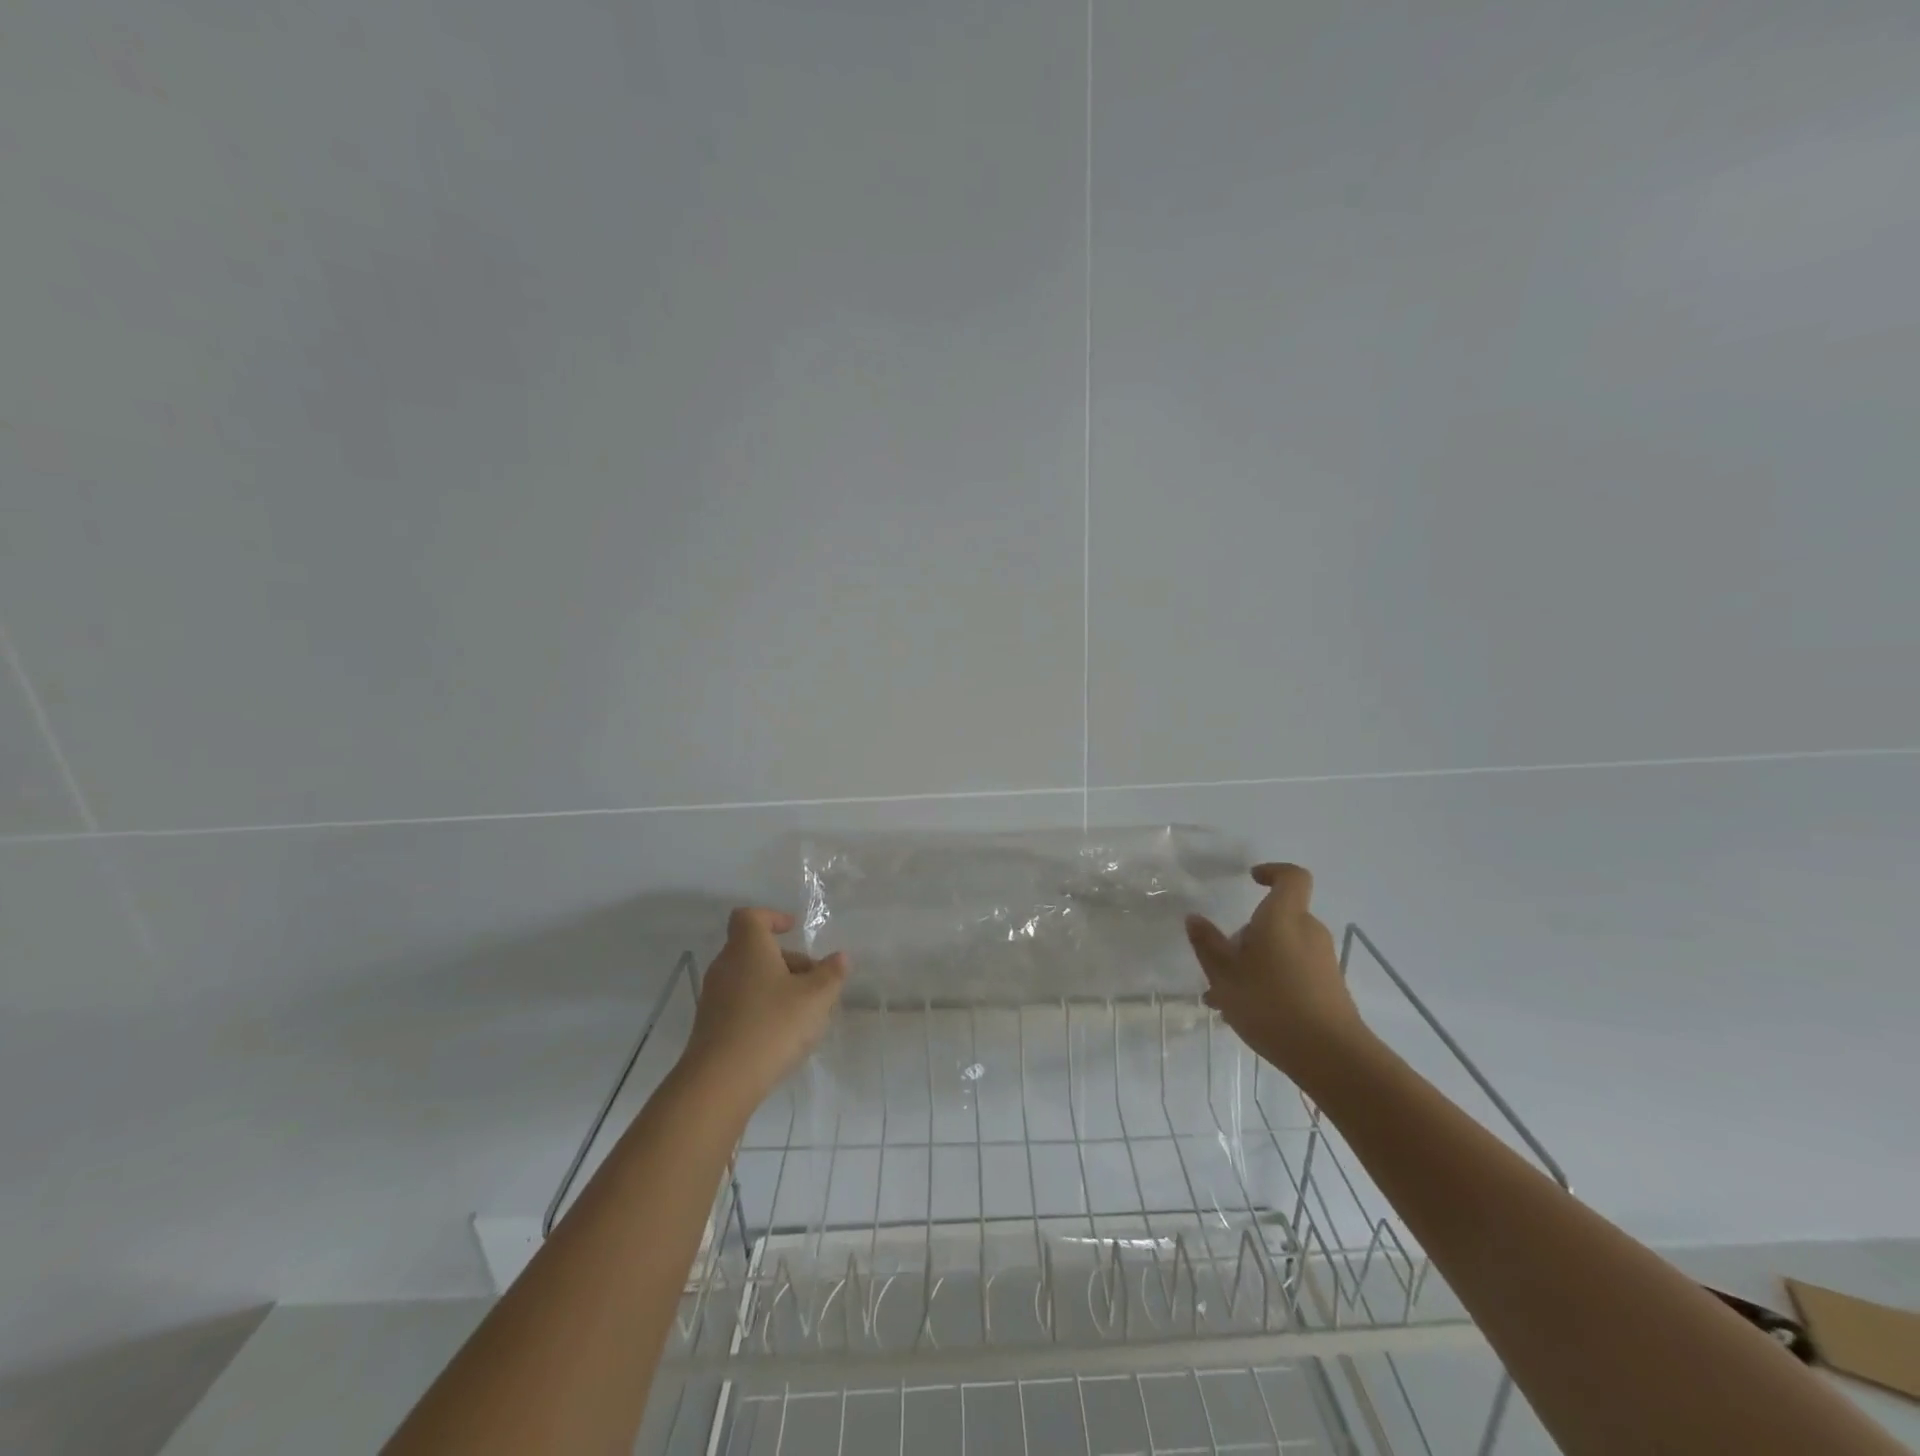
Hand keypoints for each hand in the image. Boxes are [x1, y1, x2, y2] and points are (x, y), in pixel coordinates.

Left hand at [682, 908, 847, 1105]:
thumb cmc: (772, 1026)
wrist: (720, 1082)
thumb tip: (840, 957)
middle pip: (755, 950)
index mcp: (747, 948)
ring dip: (776, 986)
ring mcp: (713, 997)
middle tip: (813, 981)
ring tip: (803, 1011)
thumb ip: (831, 974)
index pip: (751, 916)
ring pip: (749, 978)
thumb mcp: (815, 998)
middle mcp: (725, 966)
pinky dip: (761, 1008)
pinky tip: (781, 1034)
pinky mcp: (710, 1026)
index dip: (772, 917)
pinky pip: (740, 1004)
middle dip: (786, 960)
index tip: (793, 928)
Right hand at [1185, 863, 1368, 1080]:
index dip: (1273, 872)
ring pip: (1281, 949)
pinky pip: (1293, 971)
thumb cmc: (1271, 1003)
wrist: (1332, 1057)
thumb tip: (1195, 918)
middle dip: (1247, 935)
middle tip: (1219, 964)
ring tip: (1225, 998)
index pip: (1291, 877)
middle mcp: (1308, 931)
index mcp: (1283, 918)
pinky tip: (1247, 1013)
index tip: (1252, 879)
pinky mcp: (1329, 988)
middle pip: (1277, 918)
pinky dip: (1271, 981)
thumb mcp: (1224, 975)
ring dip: (1254, 963)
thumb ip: (1207, 944)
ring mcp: (1322, 961)